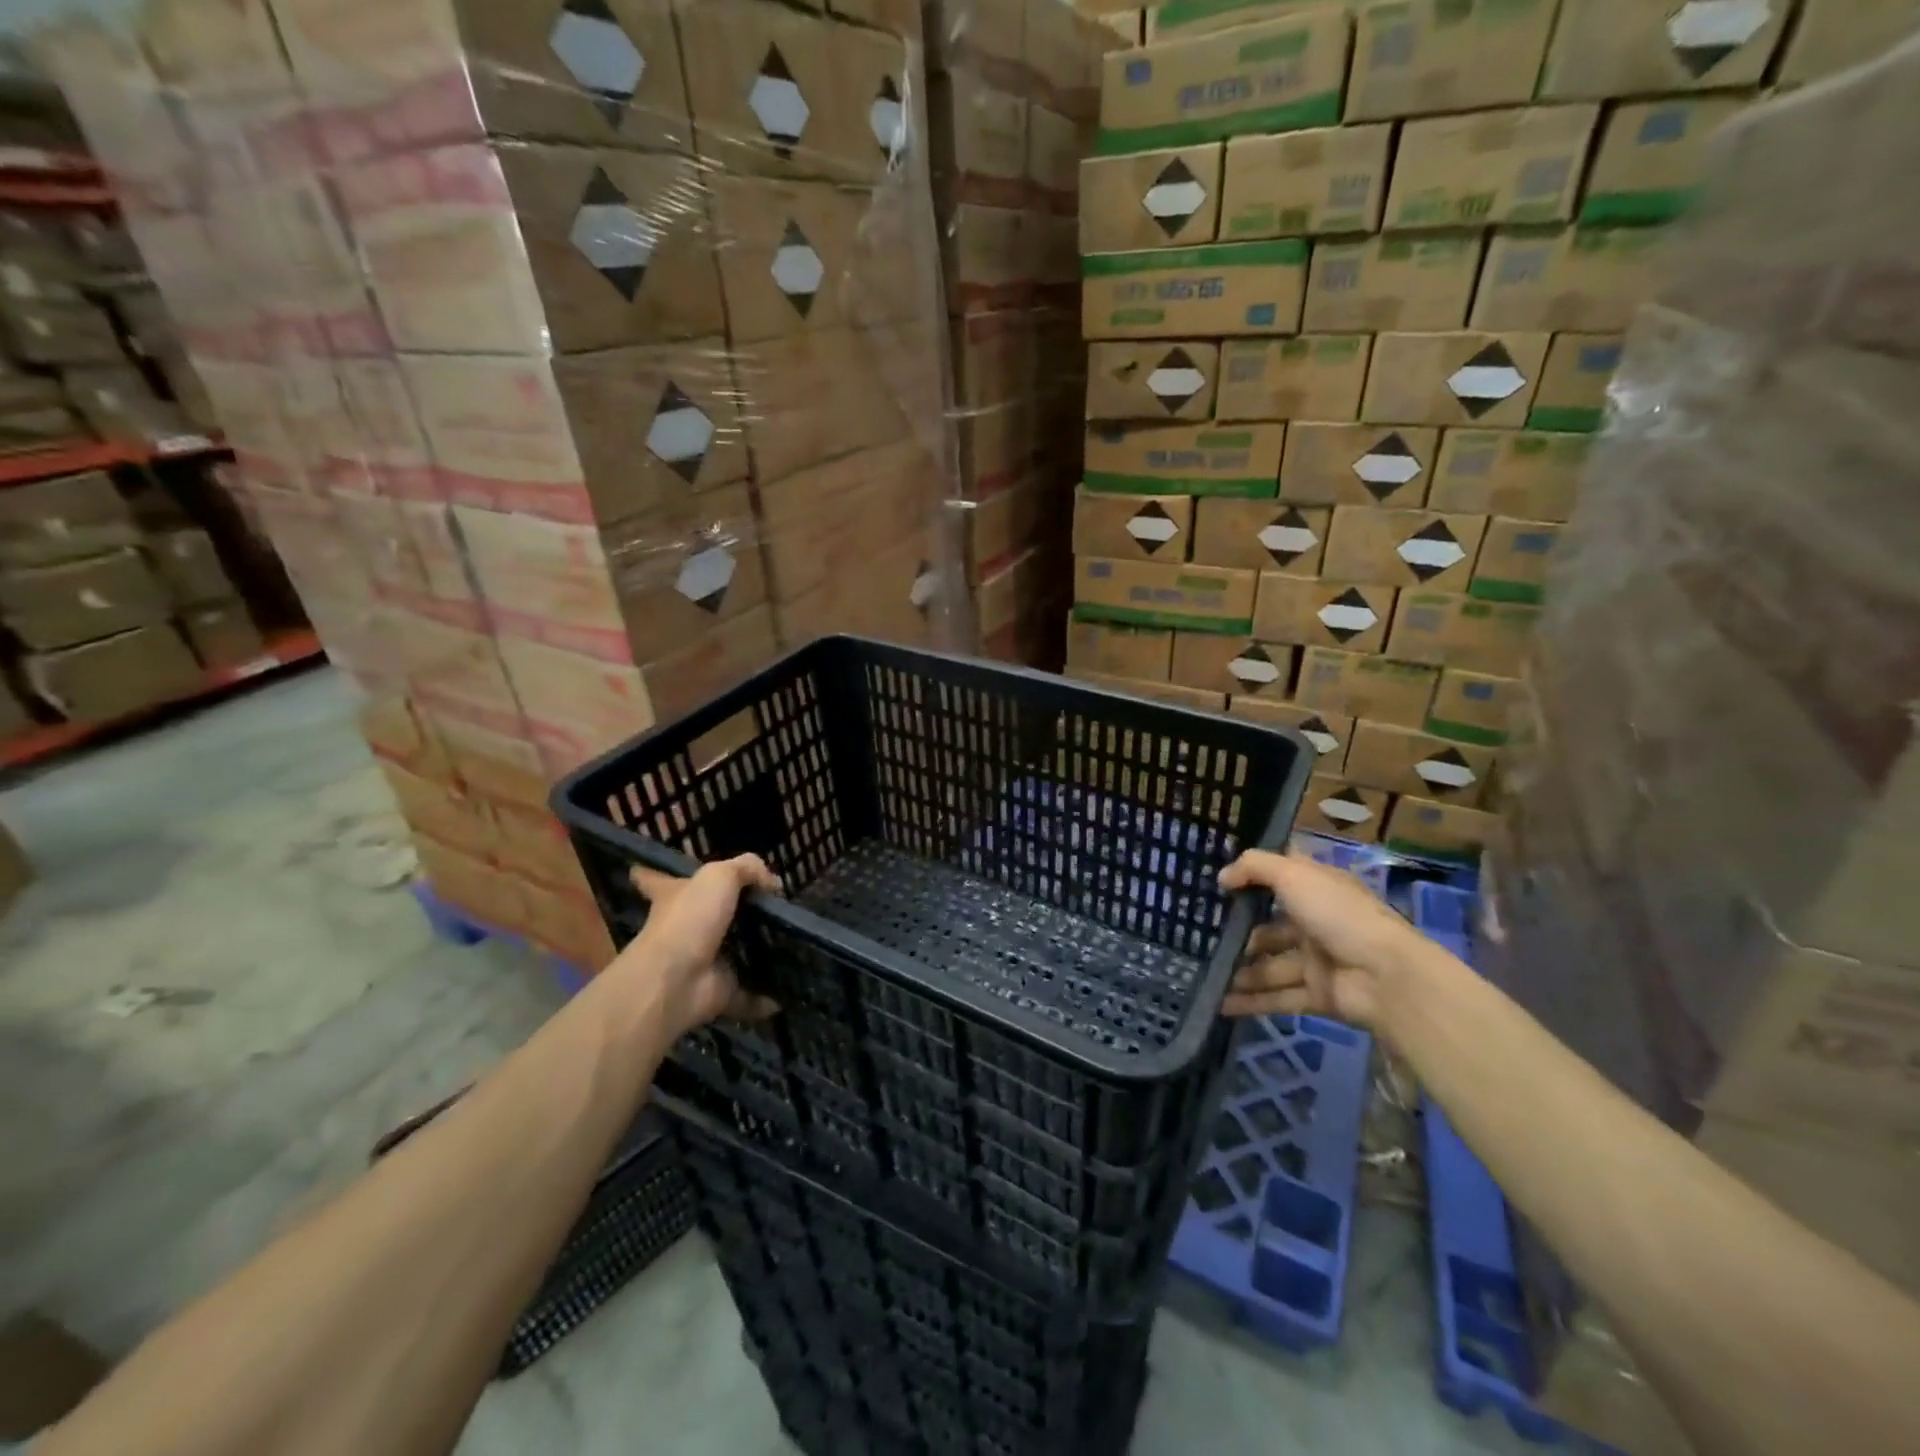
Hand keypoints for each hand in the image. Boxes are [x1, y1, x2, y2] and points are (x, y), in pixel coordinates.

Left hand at [606, 855, 780, 1037]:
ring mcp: (699, 963)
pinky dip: (765, 998)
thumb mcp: (719, 876)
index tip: (645, 870)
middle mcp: (683, 929)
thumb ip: (747, 869)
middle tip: (766, 909)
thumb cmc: (689, 920)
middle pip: (702, 917)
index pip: (657, 881)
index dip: (656, 875)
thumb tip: (773, 883)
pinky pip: (747, 994)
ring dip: (754, 953)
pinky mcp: (717, 992)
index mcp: (672, 897)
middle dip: (728, 914)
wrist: (675, 981)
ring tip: (789, 944)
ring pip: (730, 955)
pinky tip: (787, 992)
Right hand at [1218, 847, 1430, 1027]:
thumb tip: (1222, 877)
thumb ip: (1254, 867)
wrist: (1388, 977)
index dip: (1252, 877)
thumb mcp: (1295, 875)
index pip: (1281, 877)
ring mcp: (1317, 962)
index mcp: (1317, 890)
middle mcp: (1316, 923)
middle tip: (1202, 939)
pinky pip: (1278, 998)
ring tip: (1205, 975)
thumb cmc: (1339, 915)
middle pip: (1269, 928)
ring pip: (1270, 966)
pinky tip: (1219, 1003)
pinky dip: (1250, 1002)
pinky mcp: (1318, 996)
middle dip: (1239, 934)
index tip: (1218, 882)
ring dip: (1240, 971)